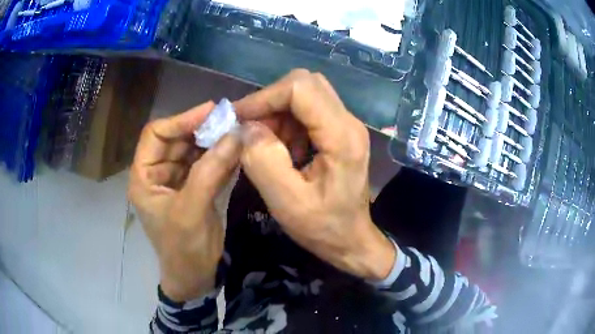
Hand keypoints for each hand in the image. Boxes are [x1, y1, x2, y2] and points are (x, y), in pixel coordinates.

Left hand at [128, 102, 241, 300]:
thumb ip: (210, 172)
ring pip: (193, 150)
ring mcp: (177, 180)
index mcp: (144, 177)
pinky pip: (206, 164)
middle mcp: (158, 173)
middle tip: (230, 121)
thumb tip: (235, 135)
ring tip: (237, 133)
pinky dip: (221, 157)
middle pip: (177, 140)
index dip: (180, 120)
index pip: (156, 135)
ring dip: (214, 142)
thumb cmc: (183, 249)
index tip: (210, 112)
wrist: (195, 277)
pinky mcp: (194, 188)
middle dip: (201, 129)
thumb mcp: (191, 211)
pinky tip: (236, 151)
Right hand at [236, 70, 395, 280]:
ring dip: (276, 114)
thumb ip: (263, 161)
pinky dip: (285, 124)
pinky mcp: (339, 132)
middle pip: (304, 84)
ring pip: (303, 96)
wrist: (351, 240)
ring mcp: (345, 125)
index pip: (301, 88)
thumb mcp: (287, 203)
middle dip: (270, 102)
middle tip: (250, 130)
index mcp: (342, 136)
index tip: (239, 118)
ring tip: (264, 145)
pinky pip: (306, 112)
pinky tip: (281, 150)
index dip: (265, 97)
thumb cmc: (324, 228)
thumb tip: (246, 127)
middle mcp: (348, 122)